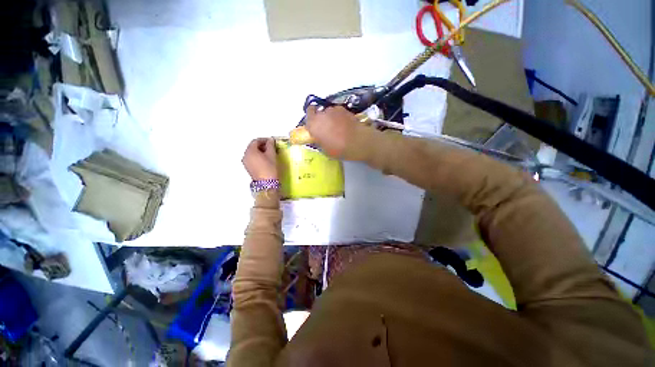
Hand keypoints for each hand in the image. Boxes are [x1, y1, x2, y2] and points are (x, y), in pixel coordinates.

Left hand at [242, 138, 276, 179]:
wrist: (267, 183)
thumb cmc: (270, 168)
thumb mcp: (272, 155)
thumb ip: (271, 145)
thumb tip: (270, 140)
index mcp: (250, 151)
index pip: (256, 141)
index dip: (264, 140)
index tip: (272, 142)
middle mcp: (245, 155)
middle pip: (252, 147)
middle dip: (262, 145)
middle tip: (271, 147)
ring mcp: (246, 162)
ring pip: (252, 153)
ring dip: (260, 151)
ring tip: (269, 154)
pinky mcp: (248, 168)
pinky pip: (252, 159)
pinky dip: (258, 157)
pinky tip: (265, 160)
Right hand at [306, 106, 357, 157]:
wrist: (356, 142)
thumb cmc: (338, 149)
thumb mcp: (324, 149)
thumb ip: (318, 141)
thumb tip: (318, 138)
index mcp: (313, 124)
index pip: (308, 113)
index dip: (311, 118)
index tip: (314, 124)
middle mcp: (321, 114)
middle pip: (318, 111)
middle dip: (321, 118)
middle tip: (326, 127)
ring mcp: (333, 110)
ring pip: (329, 111)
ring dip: (331, 117)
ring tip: (338, 126)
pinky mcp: (344, 109)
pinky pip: (338, 112)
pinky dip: (340, 116)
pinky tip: (345, 124)